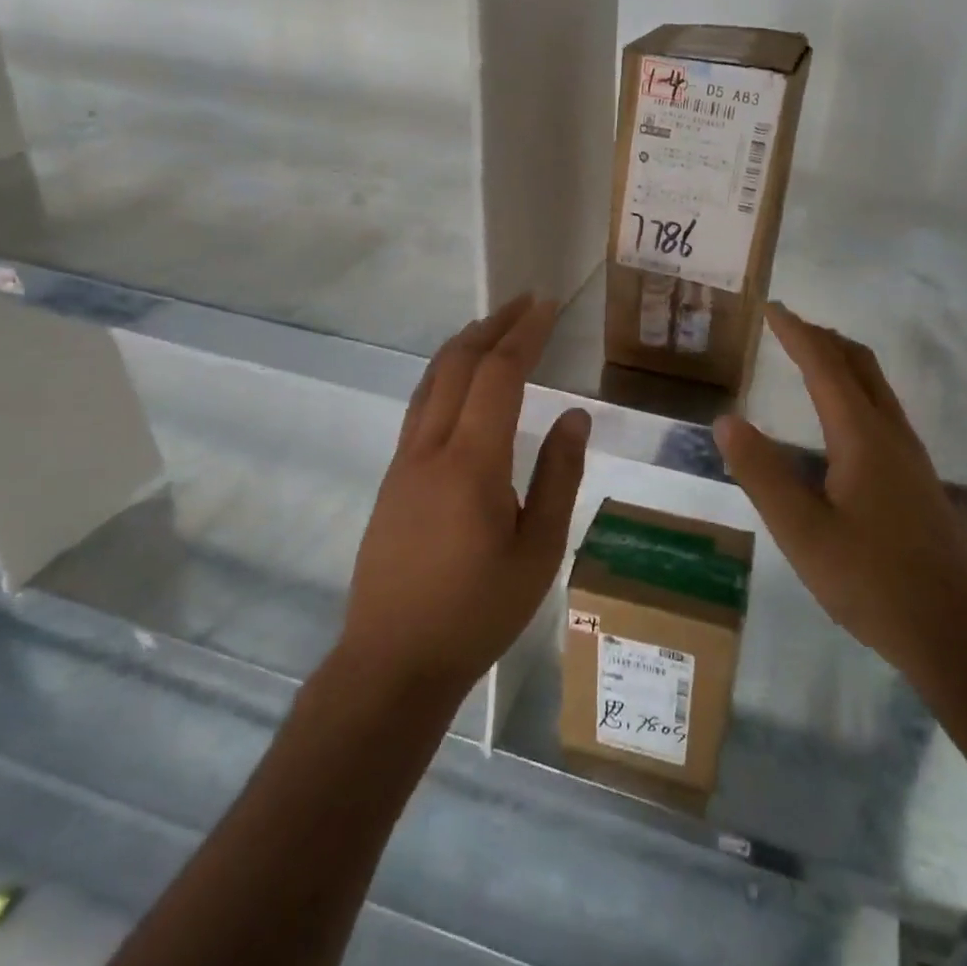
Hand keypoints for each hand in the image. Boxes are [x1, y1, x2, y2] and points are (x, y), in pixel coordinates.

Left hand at [342, 295, 591, 697]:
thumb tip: (574, 414)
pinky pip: (420, 405)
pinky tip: (462, 381)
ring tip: (496, 325)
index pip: (499, 375)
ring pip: (431, 380)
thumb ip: (559, 476)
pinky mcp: (392, 478)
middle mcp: (430, 448)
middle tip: (527, 302)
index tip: (548, 305)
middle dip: (494, 325)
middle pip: (459, 364)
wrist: (392, 663)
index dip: (525, 333)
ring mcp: (404, 461)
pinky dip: (446, 373)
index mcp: (471, 463)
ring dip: (465, 344)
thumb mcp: (539, 551)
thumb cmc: (477, 612)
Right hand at [714, 303, 966, 688]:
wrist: (953, 632)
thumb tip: (726, 420)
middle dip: (822, 338)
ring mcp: (910, 455)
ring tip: (808, 359)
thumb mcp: (801, 531)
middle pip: (859, 364)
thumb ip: (762, 473)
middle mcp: (891, 433)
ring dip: (841, 362)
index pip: (824, 365)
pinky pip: (882, 409)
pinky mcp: (917, 478)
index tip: (771, 308)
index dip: (796, 332)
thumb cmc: (871, 580)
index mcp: (861, 435)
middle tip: (787, 326)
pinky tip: (840, 420)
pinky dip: (854, 389)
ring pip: (875, 386)